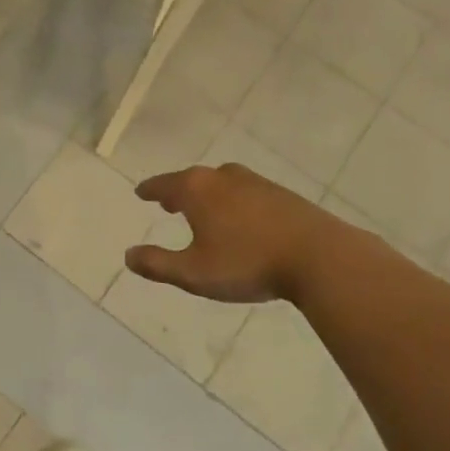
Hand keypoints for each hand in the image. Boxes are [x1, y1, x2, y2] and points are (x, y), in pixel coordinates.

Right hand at [125, 164, 337, 303]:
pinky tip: (240, 218)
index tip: (141, 193)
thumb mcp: (194, 273)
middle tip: (168, 203)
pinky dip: (232, 200)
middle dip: (177, 191)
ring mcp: (254, 182)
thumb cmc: (248, 263)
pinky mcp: (281, 193)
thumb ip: (158, 264)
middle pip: (191, 179)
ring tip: (203, 210)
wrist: (320, 257)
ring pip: (220, 182)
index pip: (163, 185)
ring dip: (206, 194)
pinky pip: (244, 191)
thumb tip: (128, 256)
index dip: (149, 190)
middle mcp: (222, 177)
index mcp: (196, 190)